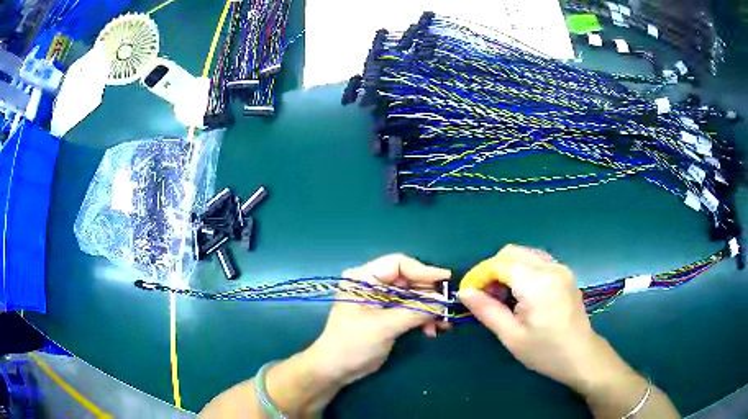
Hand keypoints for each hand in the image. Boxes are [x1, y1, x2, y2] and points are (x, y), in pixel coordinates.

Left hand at [305, 254, 451, 385]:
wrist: (337, 369)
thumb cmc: (353, 343)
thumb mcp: (384, 326)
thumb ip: (414, 312)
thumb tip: (443, 301)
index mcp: (364, 278)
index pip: (398, 265)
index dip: (423, 271)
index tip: (445, 280)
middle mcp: (373, 285)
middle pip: (408, 281)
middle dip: (428, 295)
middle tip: (447, 307)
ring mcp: (381, 301)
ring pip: (412, 296)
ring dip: (429, 309)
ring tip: (442, 324)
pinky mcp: (387, 316)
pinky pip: (411, 310)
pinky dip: (423, 318)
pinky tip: (432, 331)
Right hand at [459, 244, 602, 389]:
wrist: (580, 355)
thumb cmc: (545, 351)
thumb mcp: (511, 336)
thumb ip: (486, 310)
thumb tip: (464, 292)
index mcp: (537, 283)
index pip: (500, 263)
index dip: (480, 275)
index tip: (469, 293)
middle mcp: (550, 267)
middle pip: (511, 252)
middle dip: (492, 270)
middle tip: (486, 296)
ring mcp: (560, 267)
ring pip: (524, 254)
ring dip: (507, 269)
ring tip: (502, 296)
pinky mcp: (565, 273)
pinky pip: (536, 261)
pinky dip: (522, 270)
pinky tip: (521, 293)